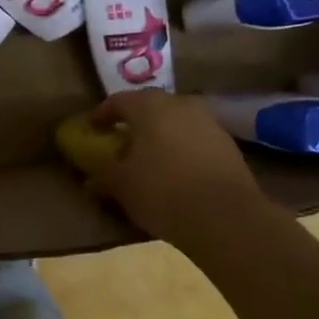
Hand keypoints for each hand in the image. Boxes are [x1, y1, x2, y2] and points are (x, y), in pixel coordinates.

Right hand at [80, 90, 271, 245]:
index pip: (118, 101)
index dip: (102, 115)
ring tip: (150, 158)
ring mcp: (208, 122)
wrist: (226, 217)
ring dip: (162, 134)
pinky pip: (196, 139)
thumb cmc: (163, 192)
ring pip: (177, 121)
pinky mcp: (228, 144)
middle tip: (122, 141)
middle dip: (135, 122)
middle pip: (151, 106)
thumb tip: (91, 180)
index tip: (92, 129)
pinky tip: (177, 171)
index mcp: (149, 106)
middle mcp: (180, 104)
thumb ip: (103, 176)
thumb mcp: (122, 186)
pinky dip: (183, 148)